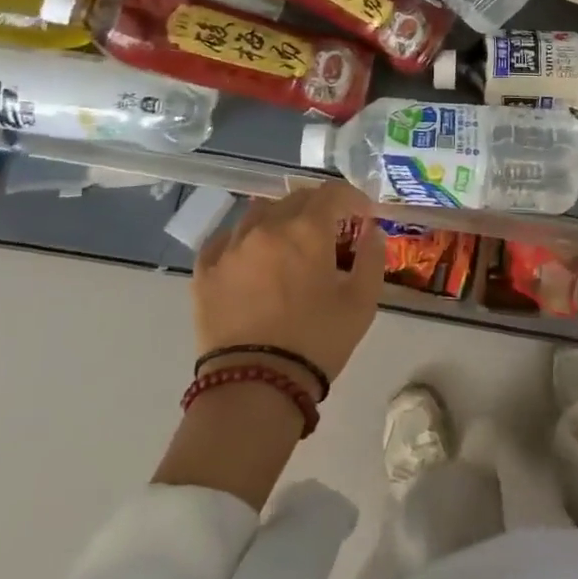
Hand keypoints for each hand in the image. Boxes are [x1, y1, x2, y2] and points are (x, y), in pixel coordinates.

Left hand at [192, 183, 384, 390]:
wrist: (255, 386)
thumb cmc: (317, 341)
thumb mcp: (361, 302)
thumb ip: (372, 257)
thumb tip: (372, 230)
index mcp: (307, 230)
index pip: (333, 193)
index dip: (353, 198)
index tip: (363, 215)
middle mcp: (267, 226)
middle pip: (297, 198)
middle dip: (320, 208)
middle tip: (332, 232)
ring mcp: (231, 246)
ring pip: (260, 212)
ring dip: (282, 218)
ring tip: (290, 243)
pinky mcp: (205, 269)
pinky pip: (227, 238)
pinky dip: (246, 239)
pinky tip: (253, 258)